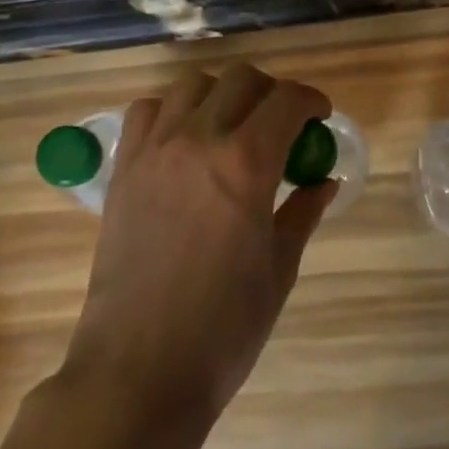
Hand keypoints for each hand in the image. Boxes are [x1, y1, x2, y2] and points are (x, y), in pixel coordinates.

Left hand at [62, 64, 334, 426]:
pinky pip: (146, 111)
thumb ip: (302, 211)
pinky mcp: (123, 169)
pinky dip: (171, 111)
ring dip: (221, 95)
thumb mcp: (278, 268)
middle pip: (241, 79)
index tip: (319, 117)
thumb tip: (324, 181)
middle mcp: (198, 140)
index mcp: (247, 163)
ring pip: (192, 85)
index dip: (311, 101)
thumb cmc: (224, 327)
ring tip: (231, 128)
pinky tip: (184, 142)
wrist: (139, 370)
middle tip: (281, 124)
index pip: (287, 100)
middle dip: (270, 92)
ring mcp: (154, 150)